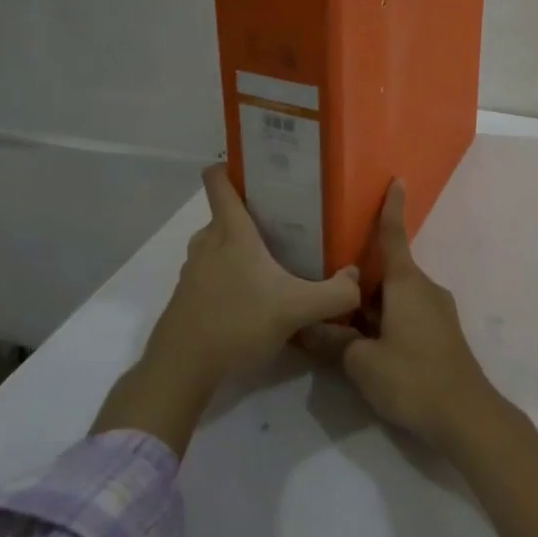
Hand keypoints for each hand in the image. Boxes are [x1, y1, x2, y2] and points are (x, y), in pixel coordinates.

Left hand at [94, 164, 360, 451]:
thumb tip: (356, 277)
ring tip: (274, 258)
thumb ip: (335, 294)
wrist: (181, 370)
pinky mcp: (186, 296)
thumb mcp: (296, 310)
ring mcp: (192, 270)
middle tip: (288, 220)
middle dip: (254, 212)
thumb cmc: (236, 324)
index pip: (219, 180)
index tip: (260, 167)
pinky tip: (253, 296)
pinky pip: (211, 270)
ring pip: (219, 243)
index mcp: (231, 232)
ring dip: (241, 246)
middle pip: (226, 213)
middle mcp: (207, 242)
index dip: (233, 165)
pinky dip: (230, 274)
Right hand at [298, 180, 498, 453]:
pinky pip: (408, 314)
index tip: (397, 180)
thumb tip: (308, 328)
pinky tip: (368, 347)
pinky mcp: (442, 334)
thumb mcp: (362, 363)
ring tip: (341, 325)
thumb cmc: (412, 377)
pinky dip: (387, 320)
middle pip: (388, 272)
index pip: (394, 236)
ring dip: (372, 306)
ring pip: (396, 297)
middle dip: (360, 280)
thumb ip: (334, 342)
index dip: (392, 208)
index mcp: (406, 283)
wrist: (466, 415)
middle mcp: (425, 289)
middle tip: (328, 289)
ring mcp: (437, 312)